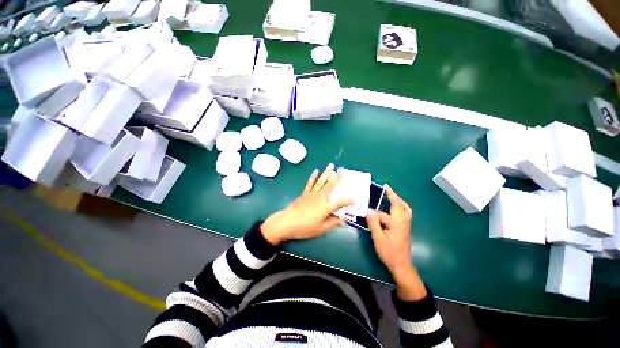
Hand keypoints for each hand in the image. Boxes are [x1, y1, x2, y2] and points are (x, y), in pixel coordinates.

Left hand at [261, 164, 352, 245]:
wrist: (287, 222)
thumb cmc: (305, 228)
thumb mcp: (321, 229)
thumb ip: (333, 224)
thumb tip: (344, 221)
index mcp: (325, 207)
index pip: (340, 202)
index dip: (348, 201)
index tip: (354, 199)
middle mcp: (320, 198)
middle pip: (330, 186)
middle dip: (337, 178)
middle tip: (342, 170)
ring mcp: (311, 194)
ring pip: (321, 181)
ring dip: (326, 173)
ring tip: (331, 165)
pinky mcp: (305, 193)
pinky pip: (310, 183)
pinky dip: (313, 177)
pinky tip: (316, 171)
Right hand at [366, 185, 425, 300]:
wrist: (401, 266)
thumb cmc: (389, 252)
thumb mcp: (378, 237)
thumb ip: (374, 223)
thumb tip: (368, 210)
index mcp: (398, 223)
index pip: (396, 205)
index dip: (391, 195)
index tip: (386, 186)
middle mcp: (403, 222)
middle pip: (403, 206)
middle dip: (396, 198)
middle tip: (387, 191)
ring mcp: (403, 226)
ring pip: (401, 212)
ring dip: (394, 205)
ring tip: (385, 200)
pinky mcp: (402, 230)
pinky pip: (399, 217)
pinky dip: (393, 211)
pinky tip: (384, 214)